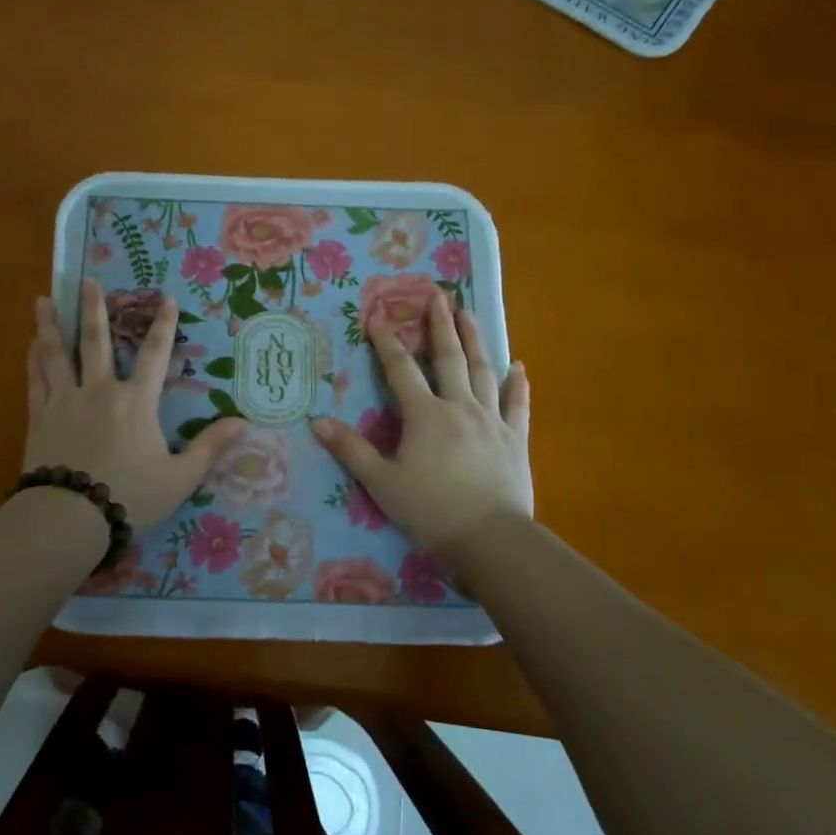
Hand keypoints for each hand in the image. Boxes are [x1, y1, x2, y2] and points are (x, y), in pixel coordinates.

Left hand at [25, 280, 247, 530]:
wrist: (69, 518)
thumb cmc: (130, 496)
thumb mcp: (180, 477)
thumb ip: (209, 447)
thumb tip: (242, 422)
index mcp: (136, 402)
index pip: (155, 355)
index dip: (162, 325)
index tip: (165, 297)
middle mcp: (99, 391)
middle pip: (96, 342)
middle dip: (94, 309)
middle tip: (88, 281)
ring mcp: (65, 402)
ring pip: (57, 355)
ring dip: (51, 325)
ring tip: (42, 300)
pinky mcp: (40, 419)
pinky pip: (36, 382)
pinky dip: (33, 362)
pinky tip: (29, 346)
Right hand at [312, 289, 531, 554]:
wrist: (490, 539)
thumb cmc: (431, 510)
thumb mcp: (381, 482)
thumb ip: (351, 449)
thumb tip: (317, 421)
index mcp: (425, 414)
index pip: (401, 369)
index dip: (387, 342)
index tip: (378, 315)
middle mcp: (459, 407)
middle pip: (449, 357)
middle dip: (440, 325)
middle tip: (438, 295)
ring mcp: (492, 420)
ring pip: (483, 371)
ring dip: (475, 340)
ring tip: (469, 314)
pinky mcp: (515, 439)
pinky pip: (517, 405)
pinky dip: (517, 384)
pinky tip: (518, 366)